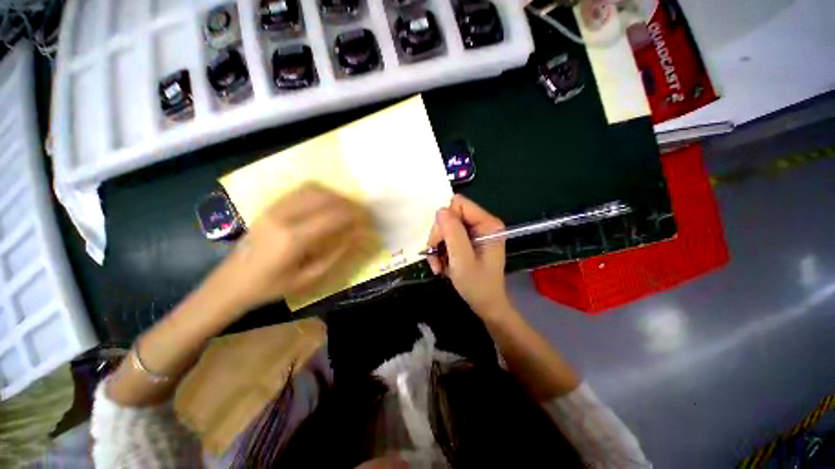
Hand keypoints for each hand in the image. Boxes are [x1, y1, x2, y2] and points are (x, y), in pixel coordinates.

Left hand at [210, 183, 377, 312]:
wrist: (230, 284)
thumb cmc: (271, 287)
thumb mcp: (309, 278)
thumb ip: (337, 254)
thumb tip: (359, 235)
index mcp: (292, 238)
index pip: (334, 217)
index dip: (356, 216)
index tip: (370, 220)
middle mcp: (283, 216)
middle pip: (325, 197)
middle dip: (349, 203)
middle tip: (362, 213)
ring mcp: (274, 208)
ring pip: (313, 189)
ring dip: (336, 195)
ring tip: (348, 208)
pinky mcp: (269, 206)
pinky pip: (300, 190)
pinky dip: (320, 193)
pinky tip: (328, 203)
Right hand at [426, 195, 513, 321]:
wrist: (486, 304)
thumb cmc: (477, 285)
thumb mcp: (462, 259)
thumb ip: (453, 233)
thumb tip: (441, 210)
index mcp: (487, 224)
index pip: (459, 204)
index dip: (445, 220)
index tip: (440, 242)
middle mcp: (482, 224)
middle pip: (450, 216)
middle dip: (439, 237)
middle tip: (434, 257)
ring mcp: (475, 233)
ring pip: (446, 227)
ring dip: (437, 246)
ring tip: (437, 265)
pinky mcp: (468, 241)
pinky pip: (448, 237)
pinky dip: (440, 251)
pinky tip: (441, 265)